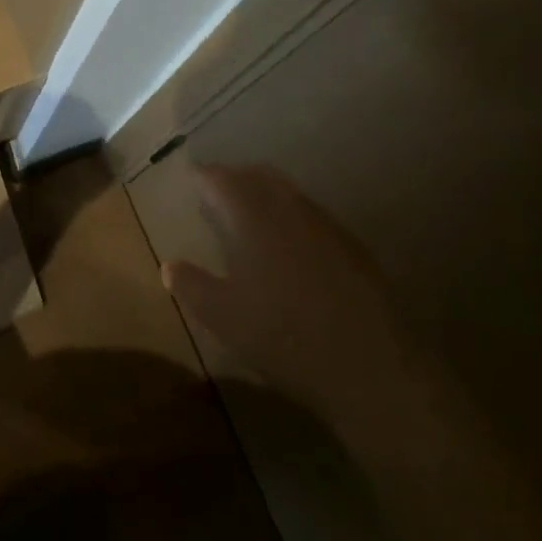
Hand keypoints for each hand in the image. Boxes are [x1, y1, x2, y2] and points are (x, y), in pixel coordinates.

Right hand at [161, 165, 412, 418]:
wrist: (372, 365)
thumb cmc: (286, 336)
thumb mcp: (225, 318)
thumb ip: (193, 286)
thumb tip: (168, 265)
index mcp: (253, 216)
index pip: (221, 179)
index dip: (203, 176)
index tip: (190, 179)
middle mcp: (288, 207)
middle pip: (257, 175)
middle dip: (234, 177)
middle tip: (216, 192)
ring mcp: (324, 223)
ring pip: (287, 192)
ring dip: (264, 194)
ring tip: (249, 215)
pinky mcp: (350, 245)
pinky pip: (310, 215)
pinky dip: (290, 216)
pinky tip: (289, 246)